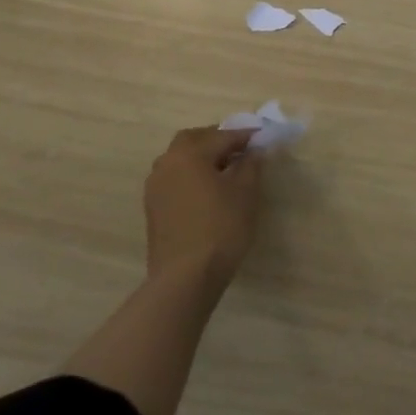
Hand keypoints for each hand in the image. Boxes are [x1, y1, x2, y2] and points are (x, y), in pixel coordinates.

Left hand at [144, 126, 262, 290]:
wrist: (184, 278)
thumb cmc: (220, 228)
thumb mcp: (245, 193)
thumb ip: (251, 165)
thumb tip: (253, 151)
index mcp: (190, 154)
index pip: (222, 136)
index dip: (245, 136)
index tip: (262, 137)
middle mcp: (167, 163)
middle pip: (192, 140)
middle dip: (216, 140)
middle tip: (239, 149)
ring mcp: (156, 186)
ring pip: (179, 159)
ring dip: (200, 157)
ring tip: (224, 170)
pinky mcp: (153, 208)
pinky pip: (174, 178)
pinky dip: (190, 175)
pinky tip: (207, 191)